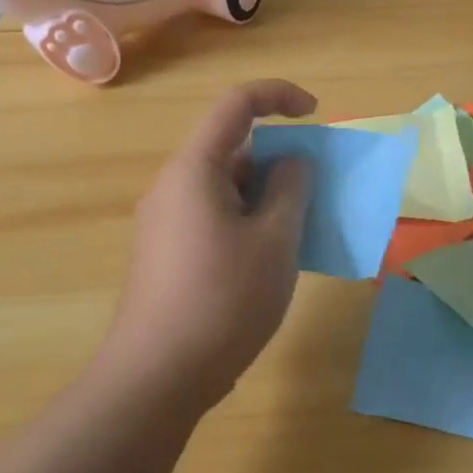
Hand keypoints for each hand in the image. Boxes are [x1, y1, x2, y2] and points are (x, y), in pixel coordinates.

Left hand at [98, 80, 314, 413]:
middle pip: (232, 149)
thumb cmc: (224, 300)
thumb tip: (292, 162)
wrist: (157, 377)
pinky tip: (267, 263)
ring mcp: (164, 221)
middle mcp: (173, 185)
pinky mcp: (164, 253)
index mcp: (195, 168)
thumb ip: (291, 189)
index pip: (237, 104)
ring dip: (266, 197)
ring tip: (298, 234)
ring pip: (225, 188)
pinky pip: (213, 217)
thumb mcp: (275, 241)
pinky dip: (246, 221)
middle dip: (279, 161)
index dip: (280, 96)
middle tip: (314, 197)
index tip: (316, 115)